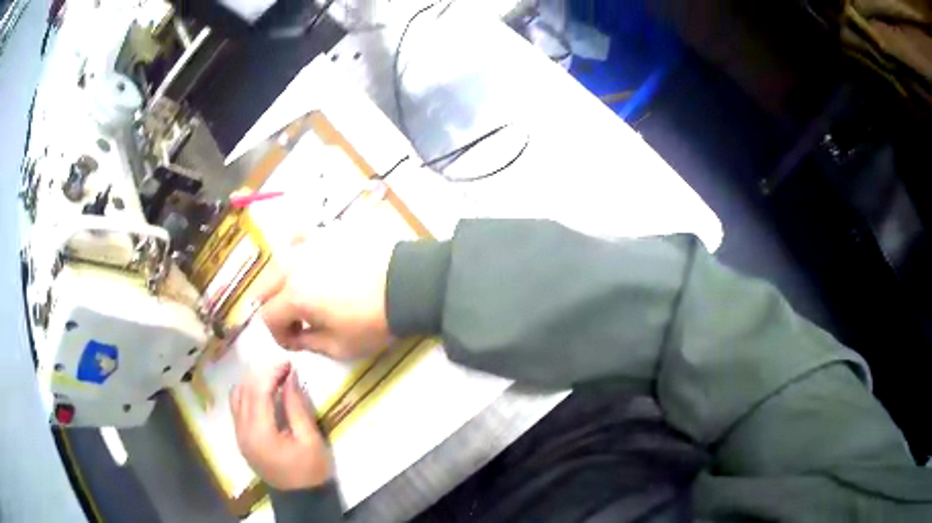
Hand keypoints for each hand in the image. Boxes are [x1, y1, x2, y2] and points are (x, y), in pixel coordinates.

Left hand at [231, 362, 332, 489]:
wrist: (301, 498)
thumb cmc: (310, 470)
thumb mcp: (310, 439)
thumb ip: (296, 407)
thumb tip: (290, 377)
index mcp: (260, 432)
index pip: (258, 391)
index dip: (272, 372)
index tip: (289, 363)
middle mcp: (242, 431)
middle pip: (245, 391)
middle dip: (263, 374)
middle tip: (284, 368)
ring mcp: (239, 435)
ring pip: (237, 397)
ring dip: (253, 382)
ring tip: (274, 378)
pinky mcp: (241, 438)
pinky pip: (237, 408)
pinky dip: (247, 394)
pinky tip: (262, 393)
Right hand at [258, 231, 394, 359]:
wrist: (407, 285)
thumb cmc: (373, 320)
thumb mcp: (339, 346)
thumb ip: (309, 343)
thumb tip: (297, 337)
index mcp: (293, 296)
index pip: (268, 317)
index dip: (279, 335)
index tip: (296, 342)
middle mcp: (293, 266)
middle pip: (264, 287)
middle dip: (275, 308)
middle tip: (297, 321)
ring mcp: (309, 245)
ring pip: (278, 262)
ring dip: (282, 282)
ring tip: (303, 294)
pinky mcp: (327, 233)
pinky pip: (300, 237)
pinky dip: (297, 251)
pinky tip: (309, 262)